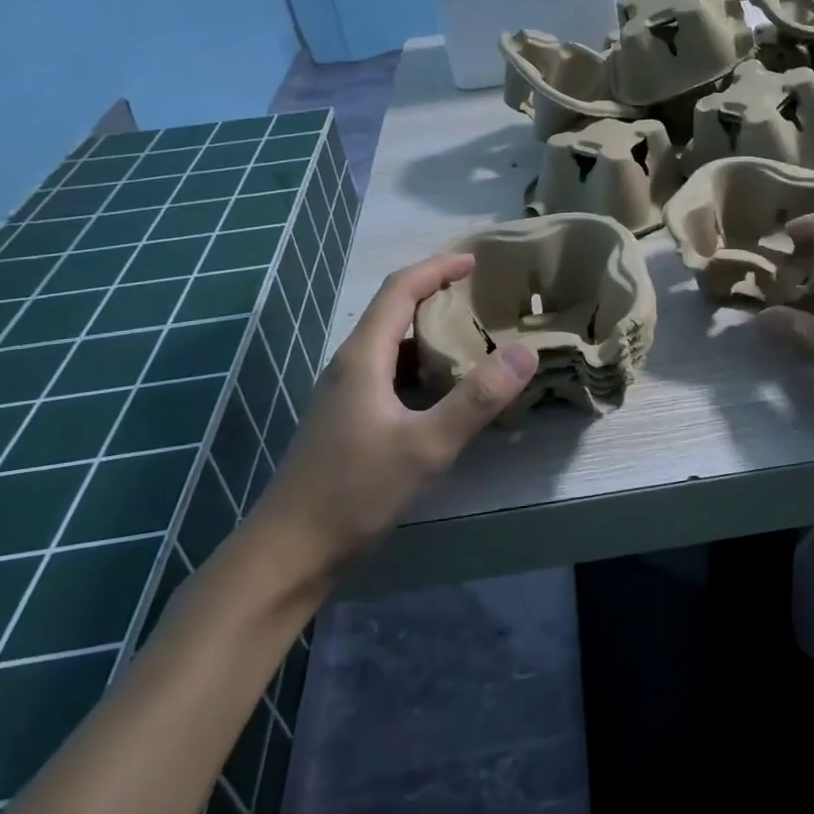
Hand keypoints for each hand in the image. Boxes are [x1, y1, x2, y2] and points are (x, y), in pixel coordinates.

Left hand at [251, 254, 536, 572]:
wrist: (288, 553)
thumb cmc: (354, 493)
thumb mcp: (425, 446)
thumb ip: (476, 399)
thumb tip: (525, 351)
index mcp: (363, 357)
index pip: (400, 290)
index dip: (437, 268)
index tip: (475, 260)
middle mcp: (350, 365)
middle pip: (393, 312)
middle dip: (436, 294)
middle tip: (483, 297)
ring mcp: (344, 395)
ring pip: (391, 346)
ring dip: (429, 333)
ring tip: (472, 338)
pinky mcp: (346, 421)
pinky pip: (388, 374)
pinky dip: (420, 366)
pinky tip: (444, 391)